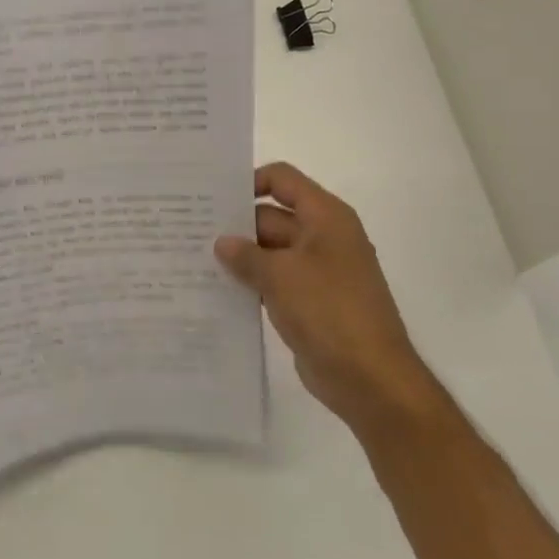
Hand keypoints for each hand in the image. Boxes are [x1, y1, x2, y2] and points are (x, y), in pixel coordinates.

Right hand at [214, 162, 427, 421]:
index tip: (213, 198)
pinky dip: (249, 284)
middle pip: (271, 217)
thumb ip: (246, 255)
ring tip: (193, 260)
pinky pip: (273, 282)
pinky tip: (215, 290)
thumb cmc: (329, 311)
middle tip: (189, 232)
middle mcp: (322, 238)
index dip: (249, 181)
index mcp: (325, 218)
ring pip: (269, 253)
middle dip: (235, 226)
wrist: (369, 378)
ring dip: (239, 258)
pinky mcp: (308, 303)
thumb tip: (221, 243)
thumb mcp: (281, 276)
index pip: (283, 180)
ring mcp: (316, 272)